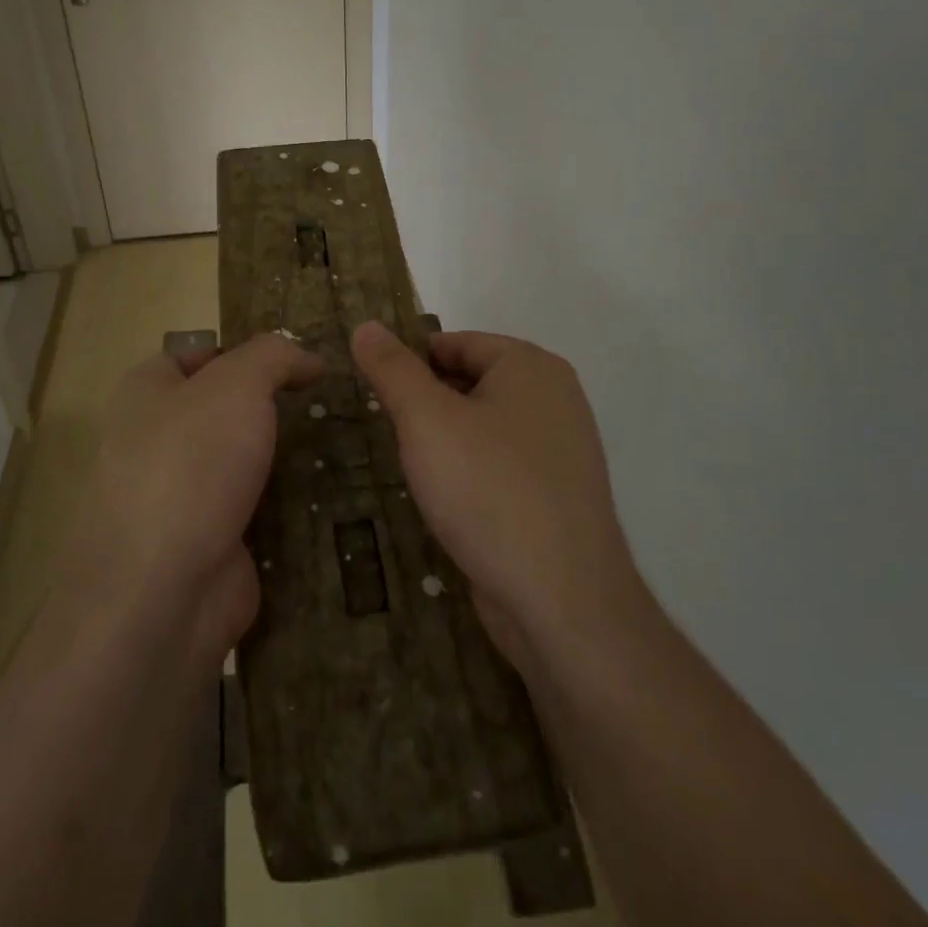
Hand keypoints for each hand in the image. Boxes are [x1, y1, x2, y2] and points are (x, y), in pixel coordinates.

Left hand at [59, 333, 322, 663]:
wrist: (162, 592)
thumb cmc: (192, 463)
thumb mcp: (237, 384)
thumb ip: (274, 356)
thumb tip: (308, 358)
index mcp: (146, 393)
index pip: (195, 355)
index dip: (243, 352)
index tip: (296, 363)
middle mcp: (155, 441)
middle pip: (223, 411)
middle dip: (270, 408)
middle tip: (327, 404)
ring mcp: (181, 498)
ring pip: (242, 463)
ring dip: (283, 459)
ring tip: (342, 445)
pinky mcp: (208, 544)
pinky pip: (255, 512)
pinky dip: (287, 507)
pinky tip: (332, 497)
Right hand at [351, 321, 646, 669]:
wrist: (562, 601)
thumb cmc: (489, 490)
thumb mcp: (426, 419)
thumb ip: (393, 369)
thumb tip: (365, 325)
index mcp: (530, 366)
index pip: (454, 343)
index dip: (409, 363)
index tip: (372, 392)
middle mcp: (553, 398)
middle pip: (470, 381)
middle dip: (426, 404)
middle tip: (386, 431)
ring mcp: (560, 449)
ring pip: (483, 425)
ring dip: (444, 440)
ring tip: (408, 466)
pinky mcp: (555, 494)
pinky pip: (499, 463)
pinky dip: (469, 471)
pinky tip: (445, 500)